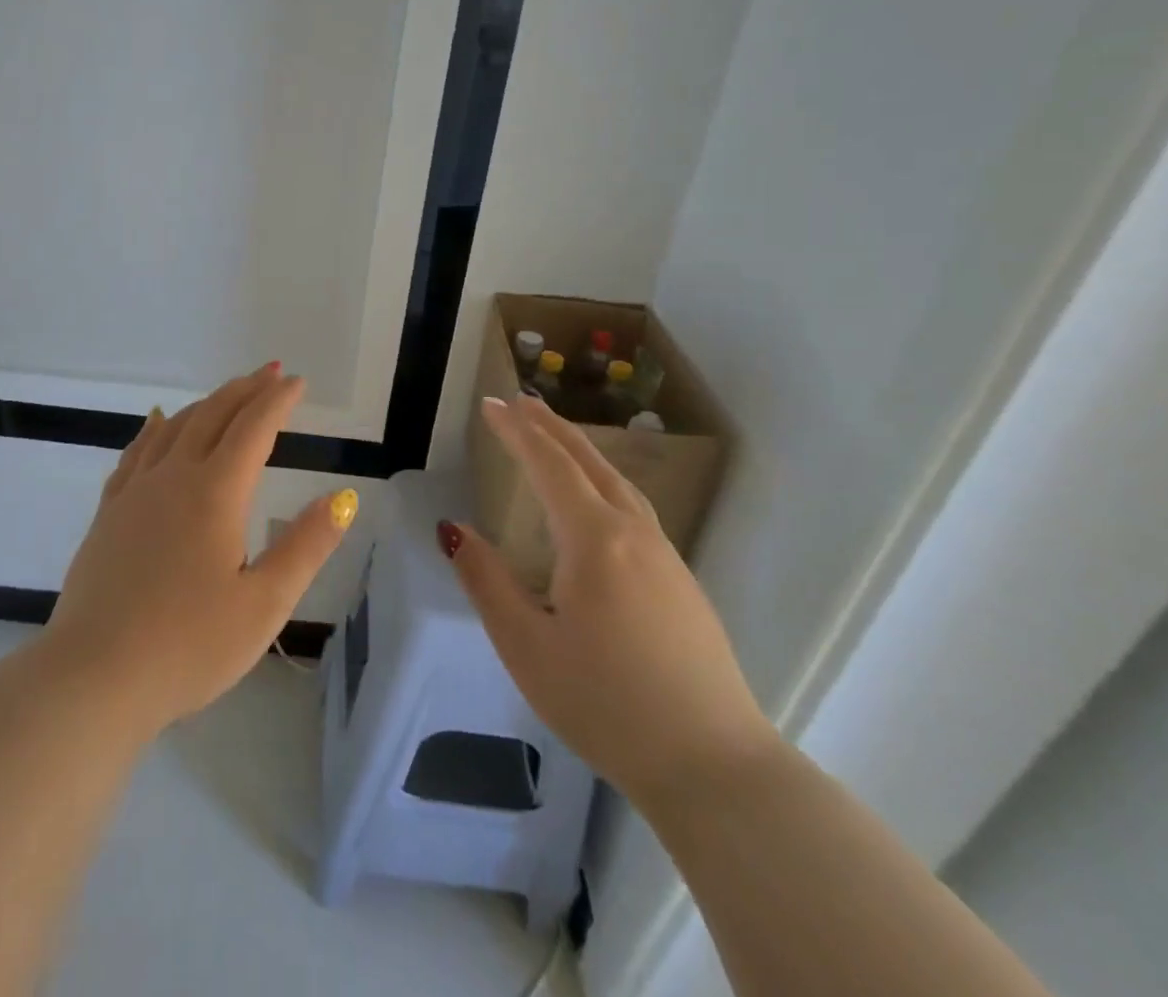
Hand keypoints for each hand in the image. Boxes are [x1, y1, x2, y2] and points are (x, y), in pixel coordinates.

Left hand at [45, 363, 358, 733]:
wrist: (94, 676)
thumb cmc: (189, 646)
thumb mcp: (264, 604)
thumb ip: (306, 546)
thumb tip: (342, 497)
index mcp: (215, 492)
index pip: (254, 428)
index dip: (278, 400)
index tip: (297, 382)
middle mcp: (173, 477)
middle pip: (213, 415)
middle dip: (245, 390)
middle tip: (270, 374)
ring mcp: (135, 492)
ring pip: (174, 427)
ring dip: (206, 404)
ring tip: (227, 396)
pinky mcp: (108, 513)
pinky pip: (136, 452)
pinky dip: (155, 428)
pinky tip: (157, 424)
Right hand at [445, 394, 779, 807]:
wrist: (714, 766)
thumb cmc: (605, 703)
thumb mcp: (525, 645)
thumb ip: (486, 580)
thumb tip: (454, 530)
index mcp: (593, 540)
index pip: (549, 465)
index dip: (516, 431)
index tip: (490, 404)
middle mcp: (633, 534)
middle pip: (588, 463)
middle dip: (551, 428)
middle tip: (520, 401)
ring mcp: (665, 557)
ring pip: (618, 483)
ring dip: (581, 452)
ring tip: (555, 438)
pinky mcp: (681, 583)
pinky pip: (634, 509)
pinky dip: (603, 482)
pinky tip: (597, 503)